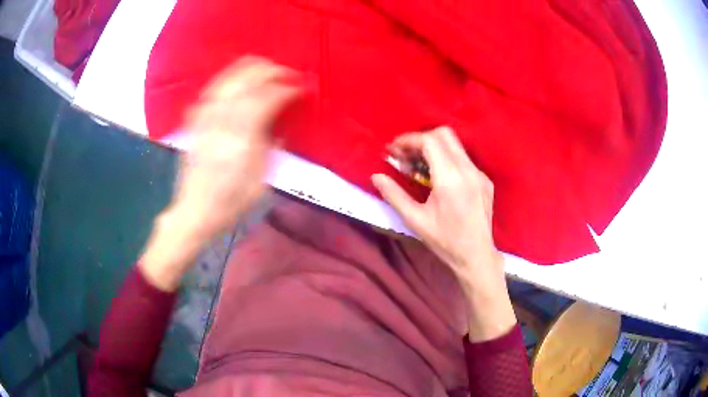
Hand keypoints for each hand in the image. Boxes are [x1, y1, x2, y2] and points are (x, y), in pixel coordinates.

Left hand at [140, 57, 301, 290]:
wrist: (194, 213)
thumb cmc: (230, 205)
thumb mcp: (260, 185)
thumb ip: (270, 151)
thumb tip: (278, 128)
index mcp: (241, 143)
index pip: (265, 102)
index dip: (284, 90)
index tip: (299, 88)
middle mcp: (221, 127)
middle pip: (244, 85)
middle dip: (267, 72)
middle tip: (284, 71)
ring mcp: (204, 124)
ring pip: (225, 84)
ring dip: (245, 70)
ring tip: (261, 65)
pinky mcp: (194, 126)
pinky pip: (208, 95)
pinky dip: (223, 82)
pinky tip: (232, 80)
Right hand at [372, 127, 514, 340]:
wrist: (476, 256)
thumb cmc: (444, 241)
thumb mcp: (415, 220)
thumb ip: (394, 195)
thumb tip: (376, 176)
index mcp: (450, 179)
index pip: (429, 141)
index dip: (409, 140)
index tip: (394, 150)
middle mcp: (468, 170)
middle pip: (444, 135)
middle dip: (421, 139)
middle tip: (405, 155)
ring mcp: (479, 174)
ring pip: (455, 146)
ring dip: (434, 148)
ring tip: (418, 166)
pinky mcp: (485, 180)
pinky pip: (463, 160)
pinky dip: (447, 159)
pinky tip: (438, 178)